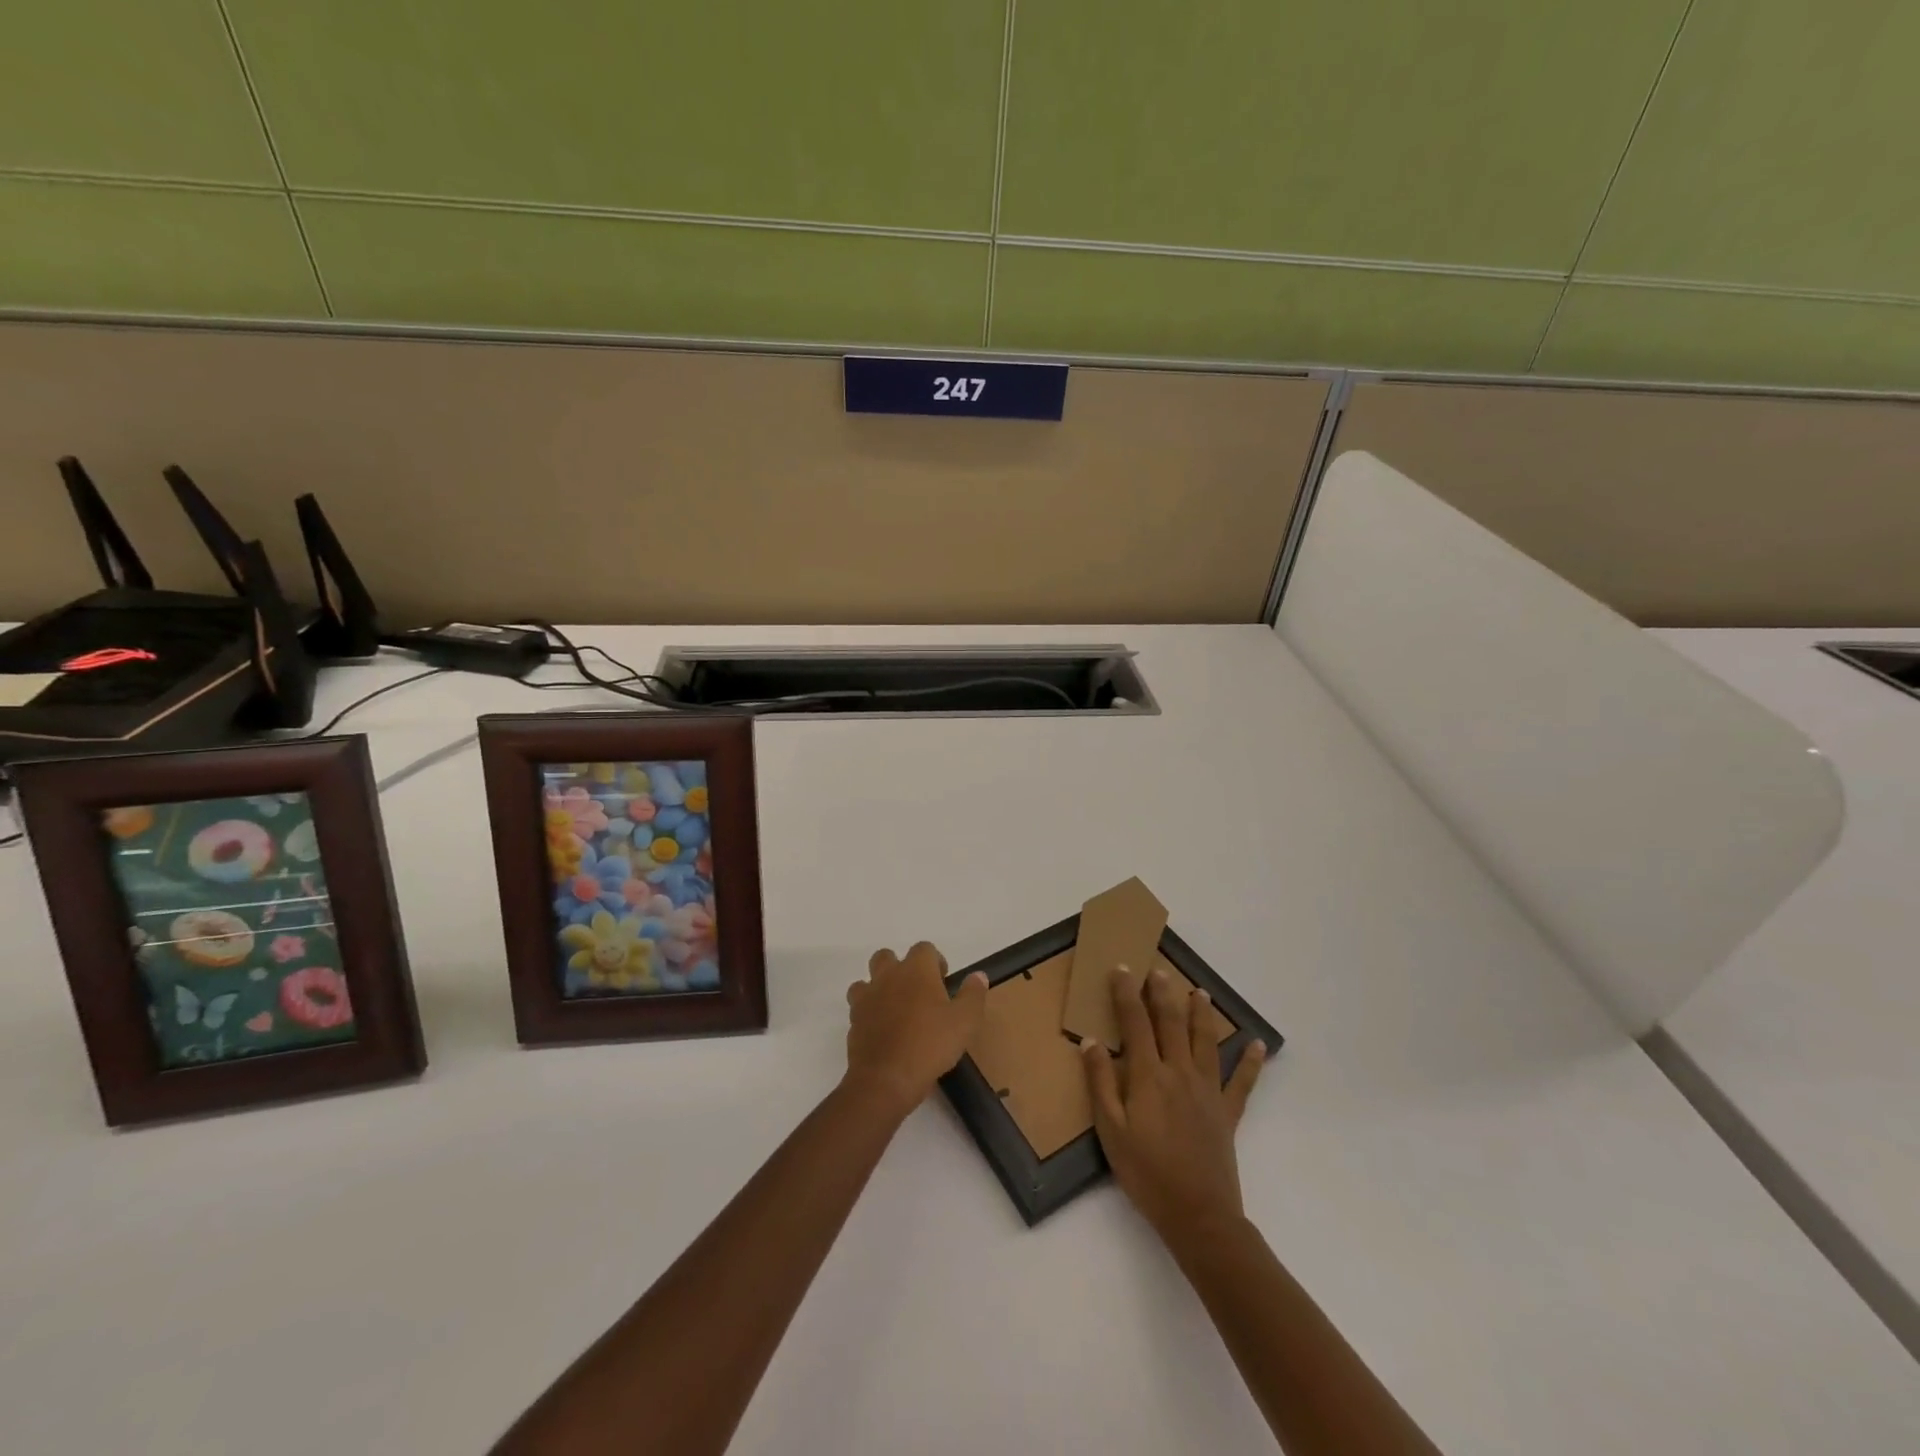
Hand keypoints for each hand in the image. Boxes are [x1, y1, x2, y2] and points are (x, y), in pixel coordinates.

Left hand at [845, 943, 987, 1117]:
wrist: (886, 1080)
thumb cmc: (930, 1045)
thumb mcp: (965, 1021)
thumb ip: (973, 994)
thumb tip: (978, 975)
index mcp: (916, 970)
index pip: (924, 948)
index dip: (935, 961)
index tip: (943, 981)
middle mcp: (888, 976)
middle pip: (887, 956)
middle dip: (900, 968)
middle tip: (917, 992)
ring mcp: (866, 998)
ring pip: (867, 980)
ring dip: (879, 988)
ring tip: (895, 1010)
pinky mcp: (853, 1021)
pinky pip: (859, 1007)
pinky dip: (869, 1013)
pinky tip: (883, 1031)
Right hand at [1084, 963, 1265, 1244]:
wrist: (1198, 1215)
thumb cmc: (1146, 1173)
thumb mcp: (1110, 1130)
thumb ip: (1100, 1082)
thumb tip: (1090, 1041)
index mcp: (1148, 1075)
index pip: (1135, 1022)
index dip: (1127, 993)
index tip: (1122, 969)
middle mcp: (1179, 1072)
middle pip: (1171, 1022)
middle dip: (1163, 993)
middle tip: (1158, 970)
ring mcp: (1208, 1090)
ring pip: (1205, 1040)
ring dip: (1201, 1013)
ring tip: (1199, 991)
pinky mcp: (1228, 1112)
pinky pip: (1242, 1081)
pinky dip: (1251, 1062)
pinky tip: (1258, 1044)